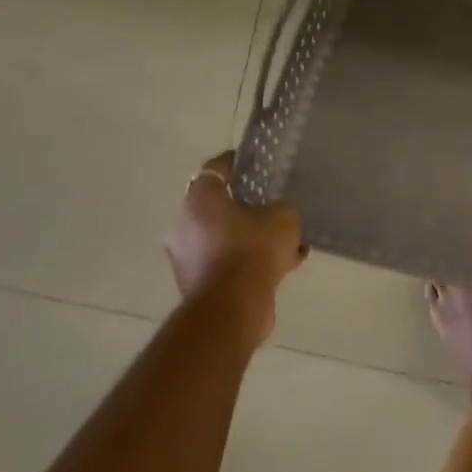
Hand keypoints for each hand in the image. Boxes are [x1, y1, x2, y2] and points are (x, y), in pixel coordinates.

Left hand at [163, 150, 306, 340]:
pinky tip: (283, 268)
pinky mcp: (198, 285)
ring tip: (286, 243)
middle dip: (247, 207)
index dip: (237, 163)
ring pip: (225, 238)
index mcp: (200, 200)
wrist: (232, 307)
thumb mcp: (284, 218)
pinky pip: (229, 264)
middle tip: (273, 206)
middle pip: (219, 207)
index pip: (216, 169)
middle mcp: (185, 225)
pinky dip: (250, 264)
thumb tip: (277, 215)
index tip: (255, 163)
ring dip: (250, 239)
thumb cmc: (253, 250)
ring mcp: (188, 258)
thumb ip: (282, 210)